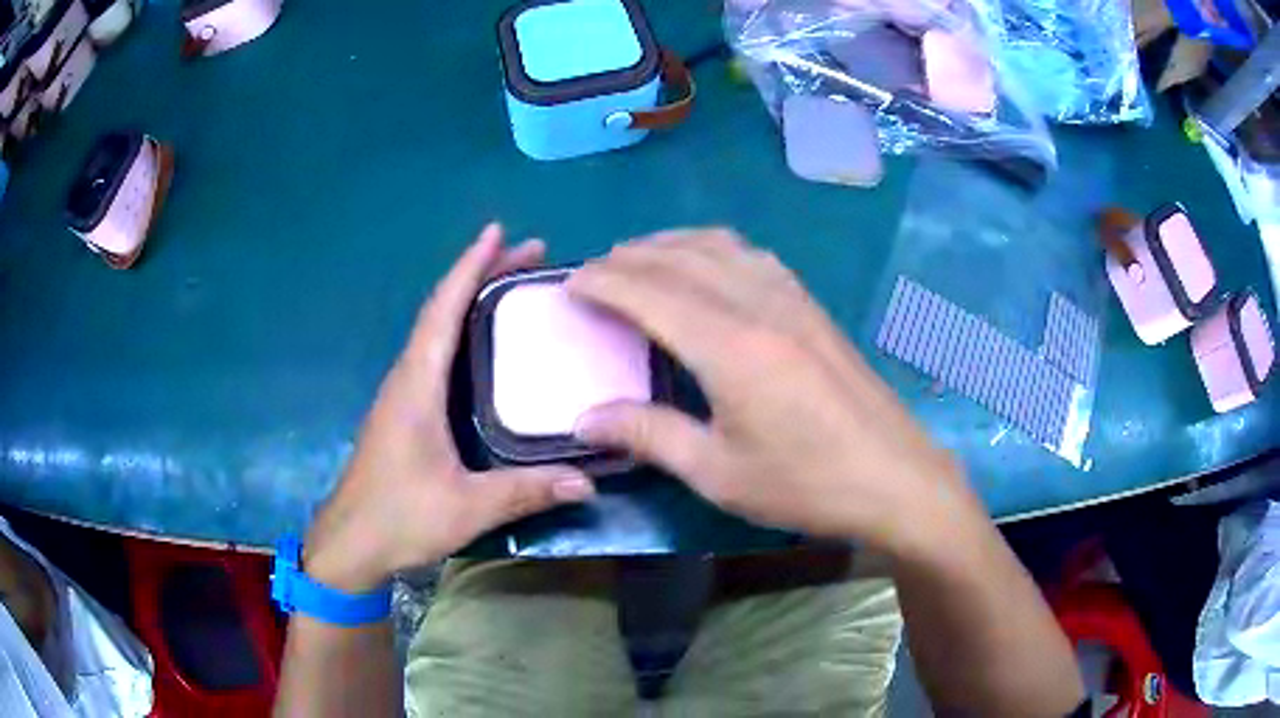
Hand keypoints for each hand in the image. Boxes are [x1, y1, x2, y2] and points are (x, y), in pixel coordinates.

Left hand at [304, 224, 595, 592]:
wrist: (349, 543)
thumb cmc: (399, 517)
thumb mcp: (466, 507)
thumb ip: (525, 491)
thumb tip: (588, 480)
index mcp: (417, 385)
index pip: (443, 310)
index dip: (469, 266)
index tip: (498, 230)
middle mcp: (407, 378)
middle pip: (443, 310)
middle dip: (482, 275)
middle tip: (531, 255)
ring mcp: (403, 394)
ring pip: (438, 331)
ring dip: (471, 302)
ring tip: (515, 288)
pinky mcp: (405, 412)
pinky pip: (436, 355)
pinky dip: (462, 333)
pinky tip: (487, 347)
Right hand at [568, 229, 984, 560]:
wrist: (895, 477)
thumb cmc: (806, 484)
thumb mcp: (718, 474)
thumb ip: (649, 435)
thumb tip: (587, 418)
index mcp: (729, 346)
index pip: (649, 291)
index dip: (603, 282)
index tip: (568, 283)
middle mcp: (759, 305)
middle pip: (680, 258)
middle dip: (628, 257)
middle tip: (593, 274)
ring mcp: (792, 300)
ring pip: (719, 245)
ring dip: (671, 245)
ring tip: (640, 262)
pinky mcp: (813, 307)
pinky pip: (753, 256)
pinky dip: (714, 249)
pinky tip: (708, 267)